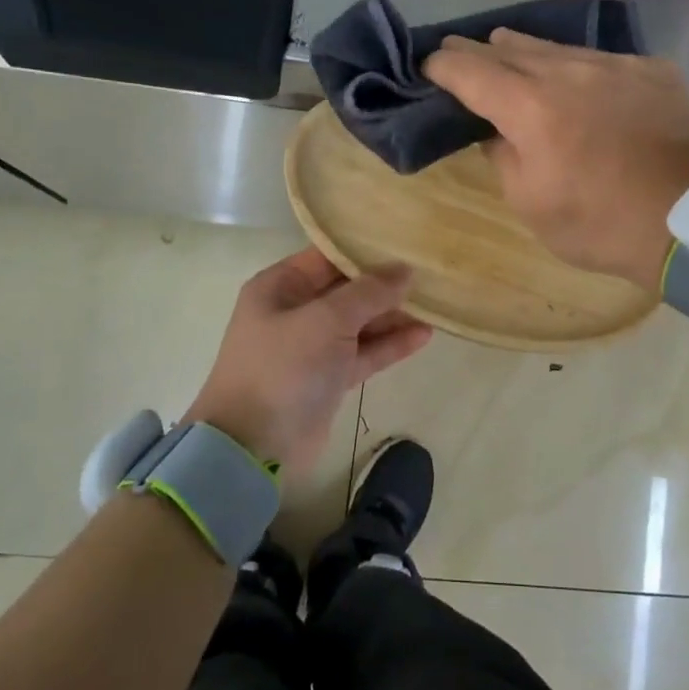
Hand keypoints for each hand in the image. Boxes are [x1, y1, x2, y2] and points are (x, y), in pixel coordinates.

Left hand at [186, 247, 432, 474]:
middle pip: (346, 289)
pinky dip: (389, 345)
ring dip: (392, 316)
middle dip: (385, 284)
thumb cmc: (284, 368)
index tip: (406, 242)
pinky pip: (363, 353)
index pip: (328, 256)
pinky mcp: (328, 379)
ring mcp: (311, 347)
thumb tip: (404, 269)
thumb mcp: (326, 320)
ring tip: (434, 304)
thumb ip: (368, 292)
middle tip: (429, 273)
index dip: (365, 250)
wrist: (254, 447)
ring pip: (358, 323)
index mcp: (280, 286)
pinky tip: (423, 335)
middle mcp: (294, 311)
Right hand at [423, 30, 688, 290]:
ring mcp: (615, 65)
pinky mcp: (652, 69)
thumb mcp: (529, 203)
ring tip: (509, 54)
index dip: (443, 65)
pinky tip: (579, 85)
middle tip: (459, 54)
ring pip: (556, 48)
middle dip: (478, 52)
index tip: (428, 65)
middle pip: (510, 48)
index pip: (470, 70)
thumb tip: (493, 130)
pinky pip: (601, 61)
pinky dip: (578, 70)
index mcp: (530, 108)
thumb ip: (501, 156)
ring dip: (526, 53)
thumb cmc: (598, 223)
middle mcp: (569, 72)